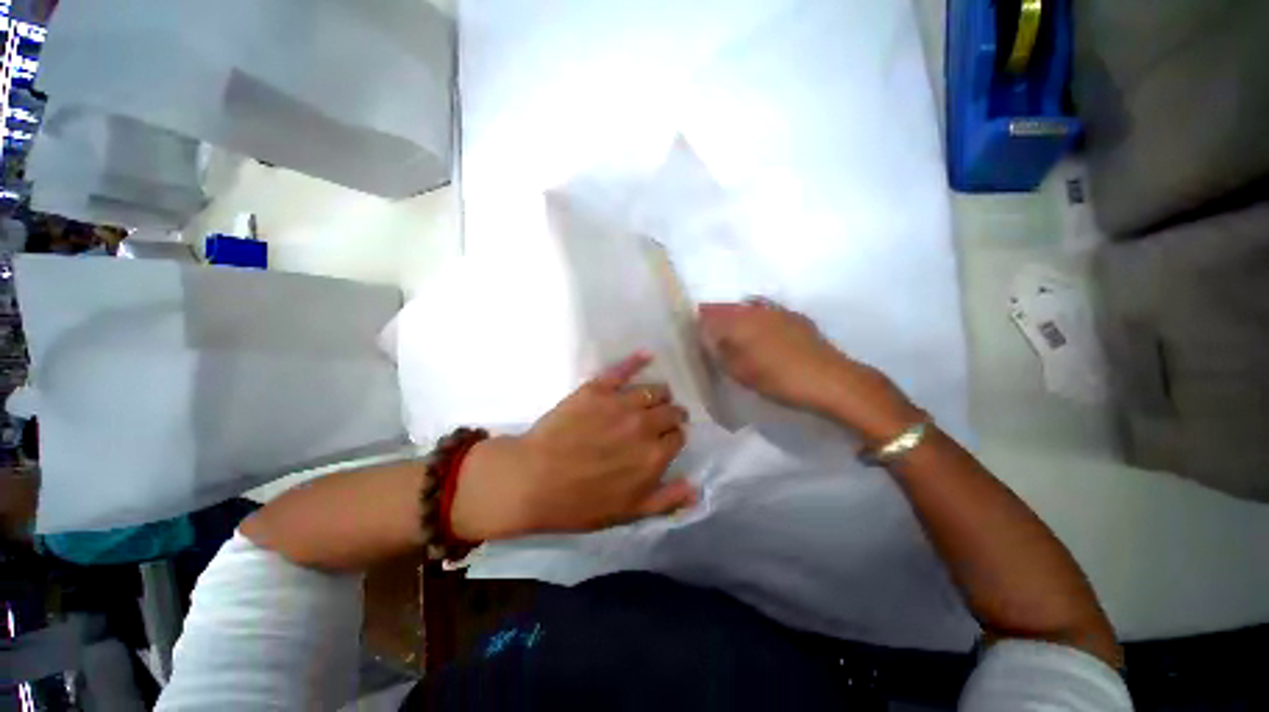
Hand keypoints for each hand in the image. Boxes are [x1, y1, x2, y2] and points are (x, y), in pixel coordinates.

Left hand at [451, 353, 694, 540]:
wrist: (533, 480)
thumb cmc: (580, 503)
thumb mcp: (628, 513)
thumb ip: (666, 500)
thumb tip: (697, 489)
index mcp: (654, 455)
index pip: (678, 436)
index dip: (674, 437)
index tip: (666, 439)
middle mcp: (644, 425)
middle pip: (672, 411)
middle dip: (672, 415)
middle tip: (661, 419)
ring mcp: (622, 403)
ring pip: (655, 389)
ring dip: (659, 394)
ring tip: (653, 397)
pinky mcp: (598, 389)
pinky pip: (623, 369)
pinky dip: (637, 360)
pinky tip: (647, 355)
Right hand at [699, 300, 920, 442]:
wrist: (830, 381)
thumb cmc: (778, 378)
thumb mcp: (739, 370)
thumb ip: (718, 350)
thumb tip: (704, 334)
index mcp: (739, 320)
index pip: (708, 314)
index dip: (698, 322)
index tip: (693, 336)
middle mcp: (756, 309)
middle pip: (727, 309)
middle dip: (715, 321)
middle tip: (711, 341)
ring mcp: (778, 311)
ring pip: (746, 310)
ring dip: (735, 322)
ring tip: (733, 341)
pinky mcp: (795, 318)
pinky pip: (765, 314)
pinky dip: (756, 323)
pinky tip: (760, 339)